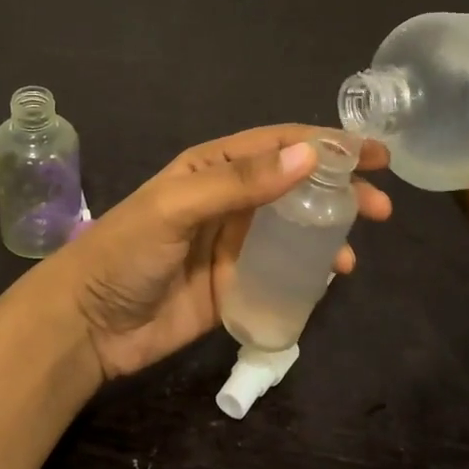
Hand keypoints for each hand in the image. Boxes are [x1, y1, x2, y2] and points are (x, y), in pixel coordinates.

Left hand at [36, 125, 391, 380]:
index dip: (328, 144)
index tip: (374, 153)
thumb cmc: (126, 252)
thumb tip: (309, 155)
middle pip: (295, 187)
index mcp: (213, 168)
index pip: (280, 145)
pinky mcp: (234, 286)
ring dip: (328, 234)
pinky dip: (308, 273)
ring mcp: (233, 245)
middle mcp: (228, 200)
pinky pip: (281, 273)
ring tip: (355, 254)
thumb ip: (240, 182)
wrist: (87, 324)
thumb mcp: (178, 206)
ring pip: (293, 230)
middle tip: (381, 207)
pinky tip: (329, 280)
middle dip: (339, 191)